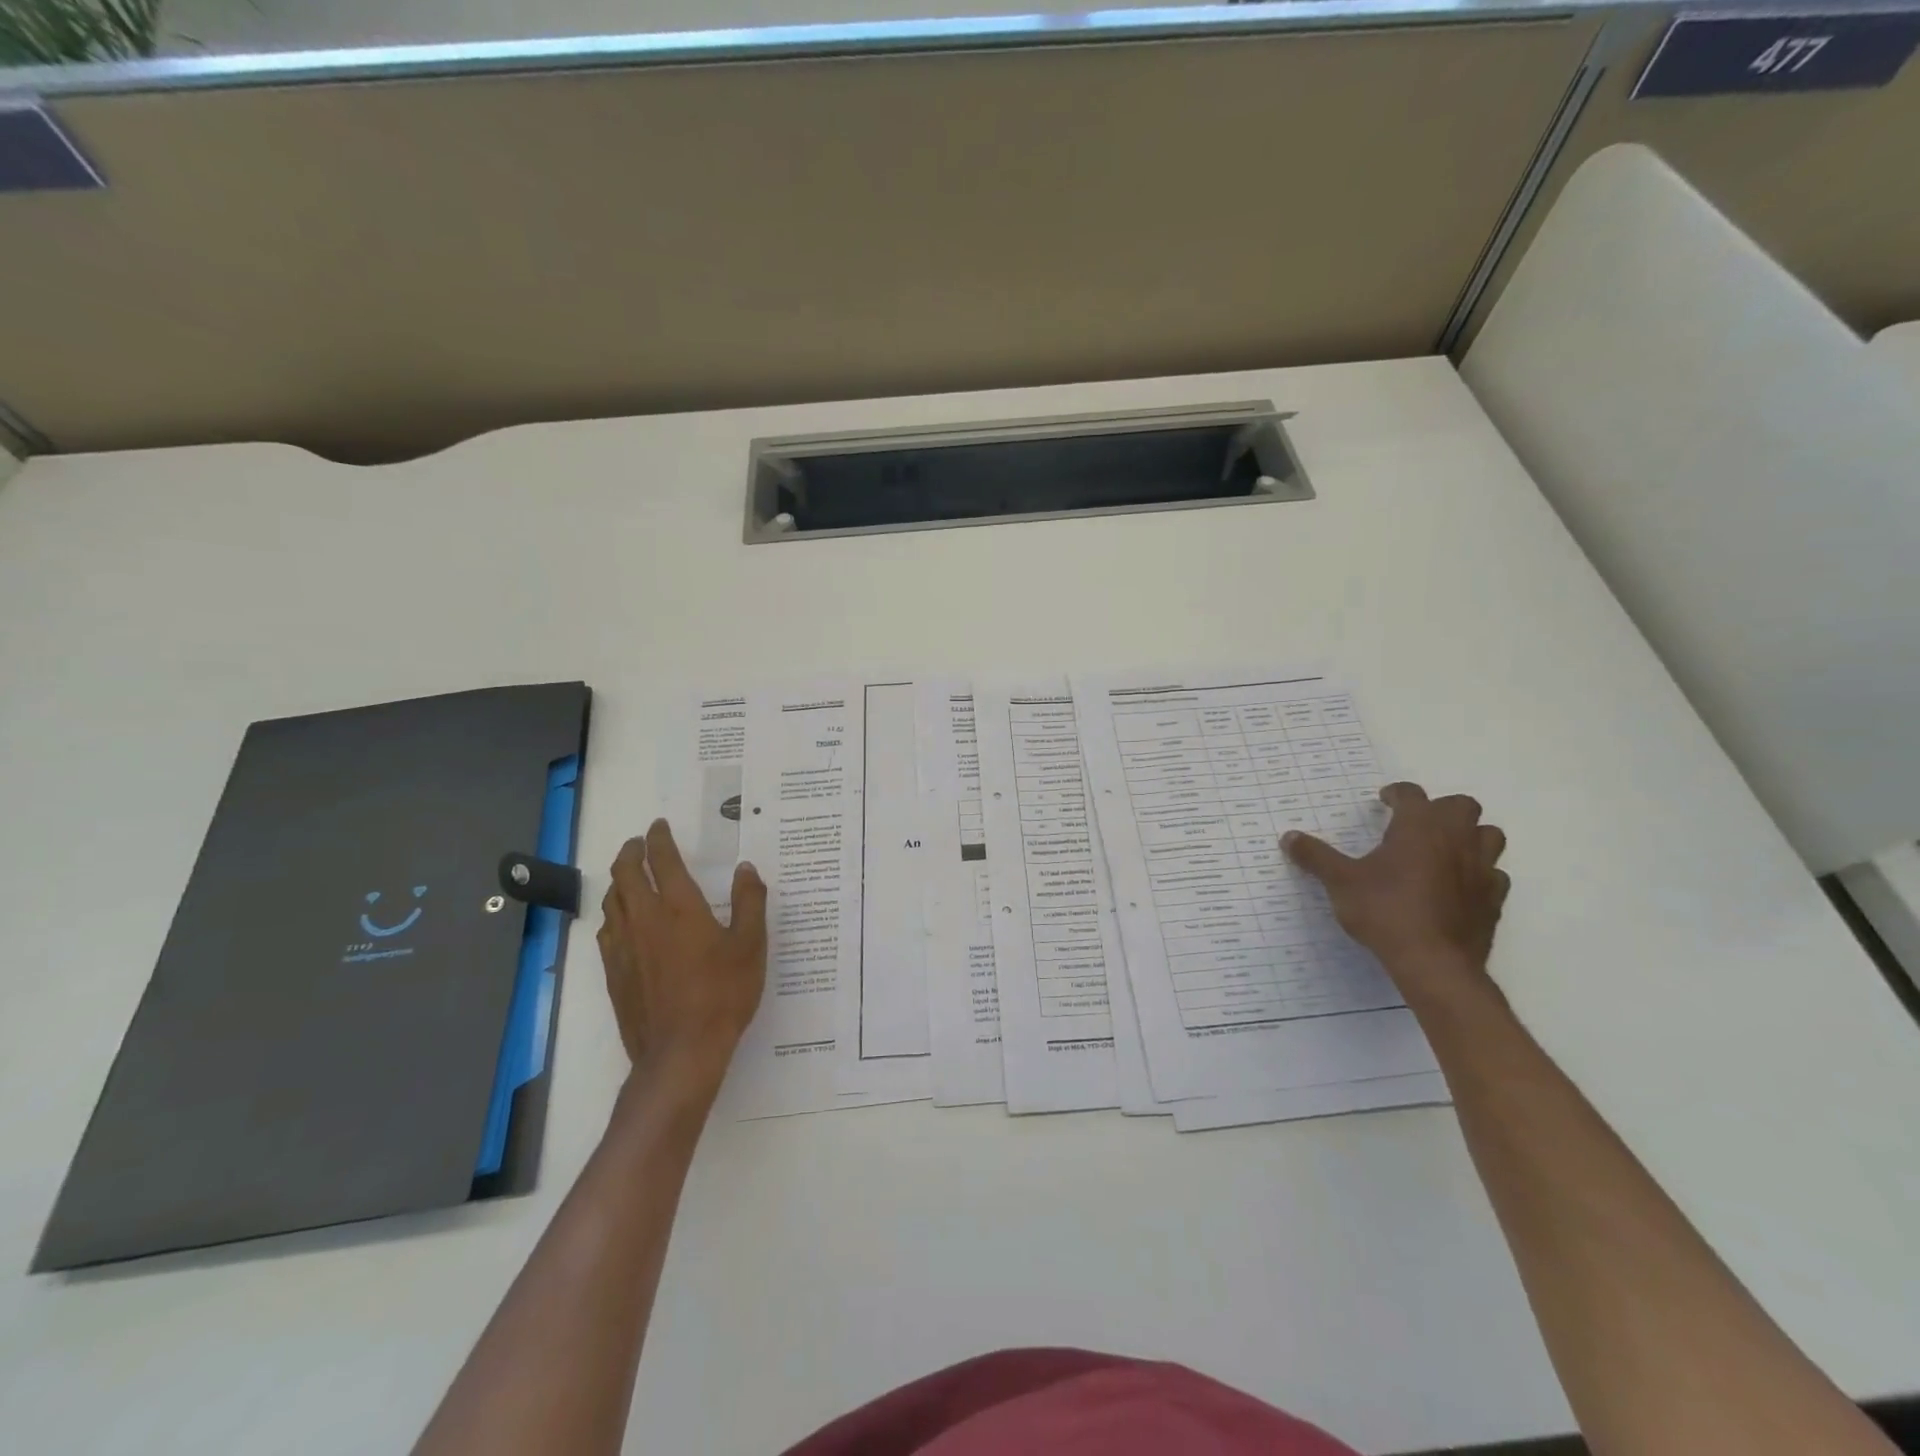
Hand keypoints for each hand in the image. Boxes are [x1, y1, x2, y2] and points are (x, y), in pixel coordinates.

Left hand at [597, 819, 767, 1097]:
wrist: (681, 1051)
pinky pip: (606, 931)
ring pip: (611, 901)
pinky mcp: (614, 973)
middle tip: (638, 843)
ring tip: (628, 876)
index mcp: (679, 907)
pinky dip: (612, 914)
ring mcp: (624, 947)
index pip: (663, 860)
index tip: (659, 826)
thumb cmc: (723, 994)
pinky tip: (620, 922)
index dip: (659, 839)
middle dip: (630, 852)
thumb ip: (749, 902)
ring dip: (618, 881)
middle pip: (625, 874)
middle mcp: (645, 919)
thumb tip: (746, 869)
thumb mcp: (751, 945)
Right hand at [1282, 782, 1509, 1002]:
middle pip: (1462, 806)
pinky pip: (1494, 875)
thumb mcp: (1340, 881)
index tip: (1384, 801)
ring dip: (1470, 836)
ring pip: (1489, 836)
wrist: (1433, 962)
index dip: (1397, 794)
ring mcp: (1481, 869)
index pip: (1412, 794)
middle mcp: (1455, 840)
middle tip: (1416, 824)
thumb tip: (1288, 836)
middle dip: (1440, 809)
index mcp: (1418, 827)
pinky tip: (1459, 886)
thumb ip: (1316, 856)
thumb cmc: (1384, 911)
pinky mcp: (1493, 900)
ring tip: (1444, 849)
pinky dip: (1479, 874)